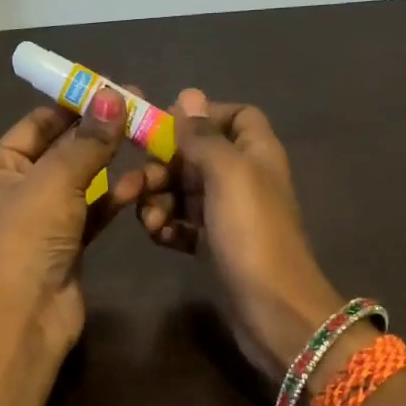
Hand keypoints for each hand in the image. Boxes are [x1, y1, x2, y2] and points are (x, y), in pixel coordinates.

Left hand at [0, 88, 138, 351]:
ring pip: (83, 181)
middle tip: (140, 110)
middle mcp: (18, 189)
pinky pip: (94, 210)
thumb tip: (114, 96)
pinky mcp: (69, 242)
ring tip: (148, 141)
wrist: (28, 312)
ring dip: (111, 164)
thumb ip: (88, 140)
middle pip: (63, 150)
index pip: (37, 124)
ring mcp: (44, 218)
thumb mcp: (57, 179)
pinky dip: (114, 196)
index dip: (73, 104)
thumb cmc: (29, 235)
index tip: (112, 88)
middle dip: (99, 132)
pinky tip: (142, 182)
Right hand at [135, 88, 342, 375]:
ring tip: (150, 222)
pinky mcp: (215, 246)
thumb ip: (204, 136)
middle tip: (132, 187)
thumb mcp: (228, 175)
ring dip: (158, 201)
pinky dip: (167, 227)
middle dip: (161, 167)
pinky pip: (183, 224)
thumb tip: (187, 95)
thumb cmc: (252, 234)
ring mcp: (229, 215)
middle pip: (196, 156)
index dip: (202, 116)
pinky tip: (159, 239)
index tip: (165, 127)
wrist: (273, 311)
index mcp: (256, 153)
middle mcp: (244, 179)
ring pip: (183, 192)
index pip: (235, 115)